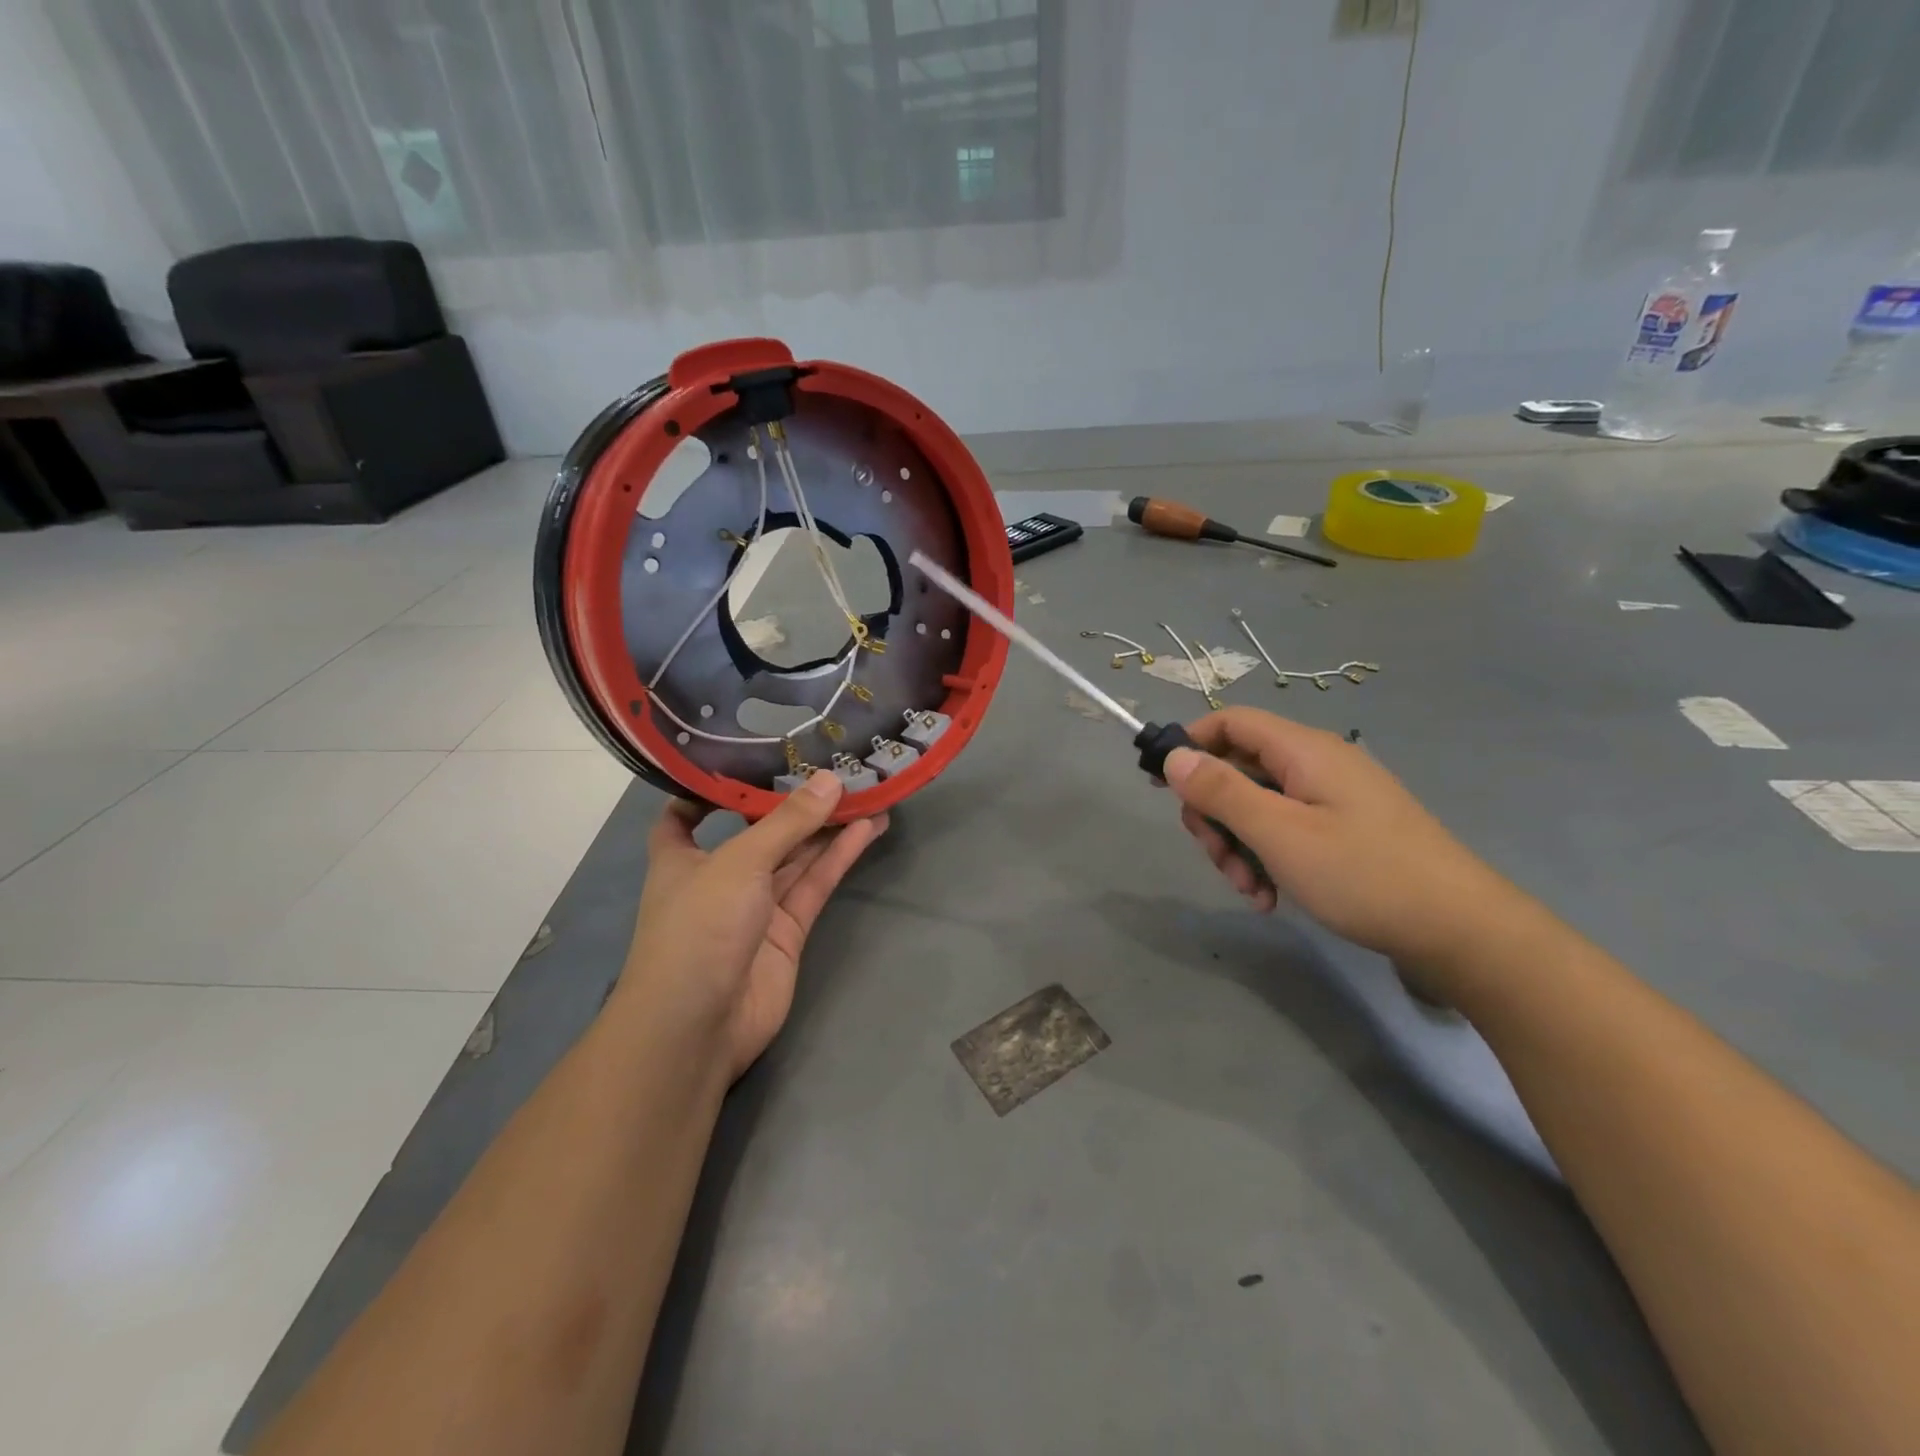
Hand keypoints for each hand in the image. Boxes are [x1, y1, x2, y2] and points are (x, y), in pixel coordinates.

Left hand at [621, 773, 887, 1081]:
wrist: (699, 1025)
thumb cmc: (698, 928)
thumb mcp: (740, 863)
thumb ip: (788, 823)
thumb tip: (830, 779)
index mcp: (682, 857)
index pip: (686, 815)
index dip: (710, 789)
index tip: (746, 760)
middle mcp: (718, 877)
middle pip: (759, 831)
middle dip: (794, 803)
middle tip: (836, 766)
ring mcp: (755, 906)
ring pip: (795, 856)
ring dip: (828, 827)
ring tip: (867, 790)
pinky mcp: (787, 931)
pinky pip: (815, 884)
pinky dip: (839, 857)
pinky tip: (868, 829)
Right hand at [1163, 708, 1521, 975]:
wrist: (1461, 932)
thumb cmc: (1363, 874)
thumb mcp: (1280, 834)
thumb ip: (1222, 791)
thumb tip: (1173, 755)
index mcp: (1304, 750)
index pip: (1230, 722)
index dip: (1189, 744)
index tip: (1161, 786)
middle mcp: (1317, 765)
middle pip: (1239, 769)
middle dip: (1215, 814)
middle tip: (1216, 858)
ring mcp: (1333, 799)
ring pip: (1258, 806)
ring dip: (1239, 845)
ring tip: (1250, 890)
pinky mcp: (1344, 831)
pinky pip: (1286, 830)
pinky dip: (1267, 858)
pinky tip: (1271, 898)